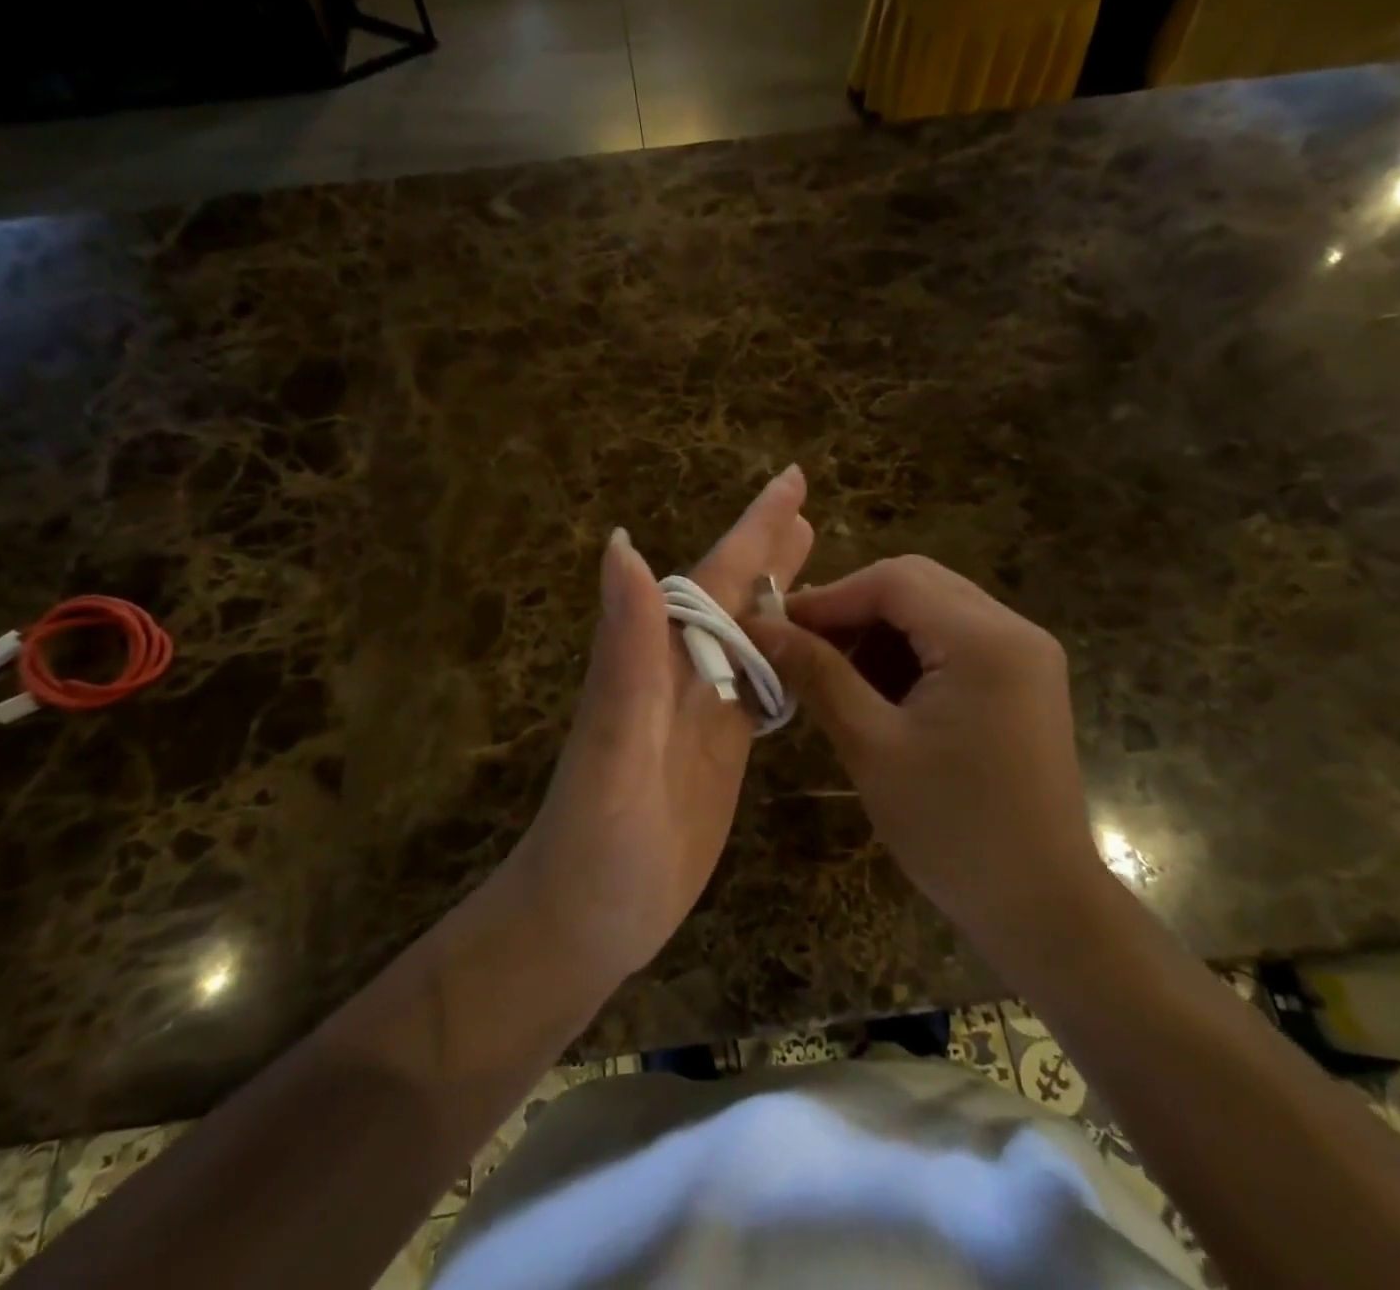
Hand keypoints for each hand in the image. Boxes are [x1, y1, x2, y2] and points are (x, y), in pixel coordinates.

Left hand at [513, 467, 813, 982]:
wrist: (586, 919)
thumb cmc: (596, 839)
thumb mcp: (612, 743)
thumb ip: (624, 649)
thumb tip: (623, 544)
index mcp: (655, 659)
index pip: (710, 578)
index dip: (752, 528)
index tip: (791, 481)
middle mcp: (678, 674)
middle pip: (731, 595)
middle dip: (767, 547)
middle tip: (807, 505)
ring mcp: (700, 712)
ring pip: (747, 636)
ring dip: (778, 593)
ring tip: (812, 554)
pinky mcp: (720, 751)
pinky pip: (757, 687)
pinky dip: (782, 656)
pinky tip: (803, 645)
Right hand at [747, 556, 1108, 959]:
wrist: (1040, 906)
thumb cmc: (951, 829)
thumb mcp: (871, 745)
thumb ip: (817, 674)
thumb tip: (759, 627)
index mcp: (985, 641)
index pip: (894, 581)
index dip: (828, 597)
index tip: (776, 628)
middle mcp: (1014, 631)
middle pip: (916, 586)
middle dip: (852, 611)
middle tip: (800, 648)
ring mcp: (1024, 655)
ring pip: (932, 610)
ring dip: (878, 634)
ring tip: (834, 677)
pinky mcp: (1021, 681)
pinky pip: (952, 642)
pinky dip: (907, 655)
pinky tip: (876, 695)